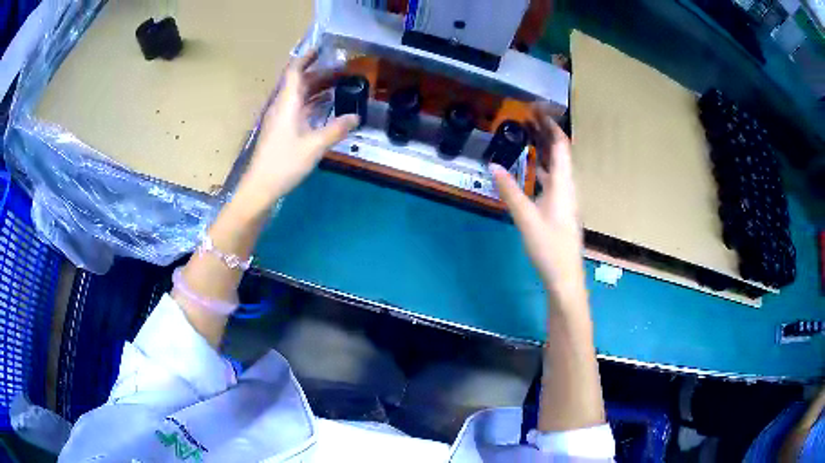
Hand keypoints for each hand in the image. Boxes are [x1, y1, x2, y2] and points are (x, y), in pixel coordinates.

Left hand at [237, 50, 358, 211]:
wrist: (260, 187)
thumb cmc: (285, 163)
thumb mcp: (315, 146)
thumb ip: (336, 129)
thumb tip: (356, 117)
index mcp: (287, 103)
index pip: (294, 72)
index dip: (306, 58)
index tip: (321, 50)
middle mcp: (282, 106)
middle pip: (299, 82)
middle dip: (319, 73)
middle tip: (342, 70)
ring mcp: (280, 119)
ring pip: (298, 96)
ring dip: (316, 88)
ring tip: (338, 85)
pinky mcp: (280, 130)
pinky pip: (297, 108)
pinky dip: (312, 103)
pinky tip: (325, 106)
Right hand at [491, 103, 583, 292]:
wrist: (565, 277)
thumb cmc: (549, 247)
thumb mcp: (526, 218)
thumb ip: (510, 191)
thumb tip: (493, 165)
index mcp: (563, 184)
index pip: (561, 145)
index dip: (550, 124)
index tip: (535, 109)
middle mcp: (568, 186)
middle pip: (560, 151)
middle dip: (545, 131)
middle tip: (526, 116)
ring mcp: (565, 197)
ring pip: (557, 165)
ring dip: (543, 147)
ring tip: (527, 133)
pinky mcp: (561, 208)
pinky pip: (553, 177)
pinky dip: (542, 165)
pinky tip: (531, 166)